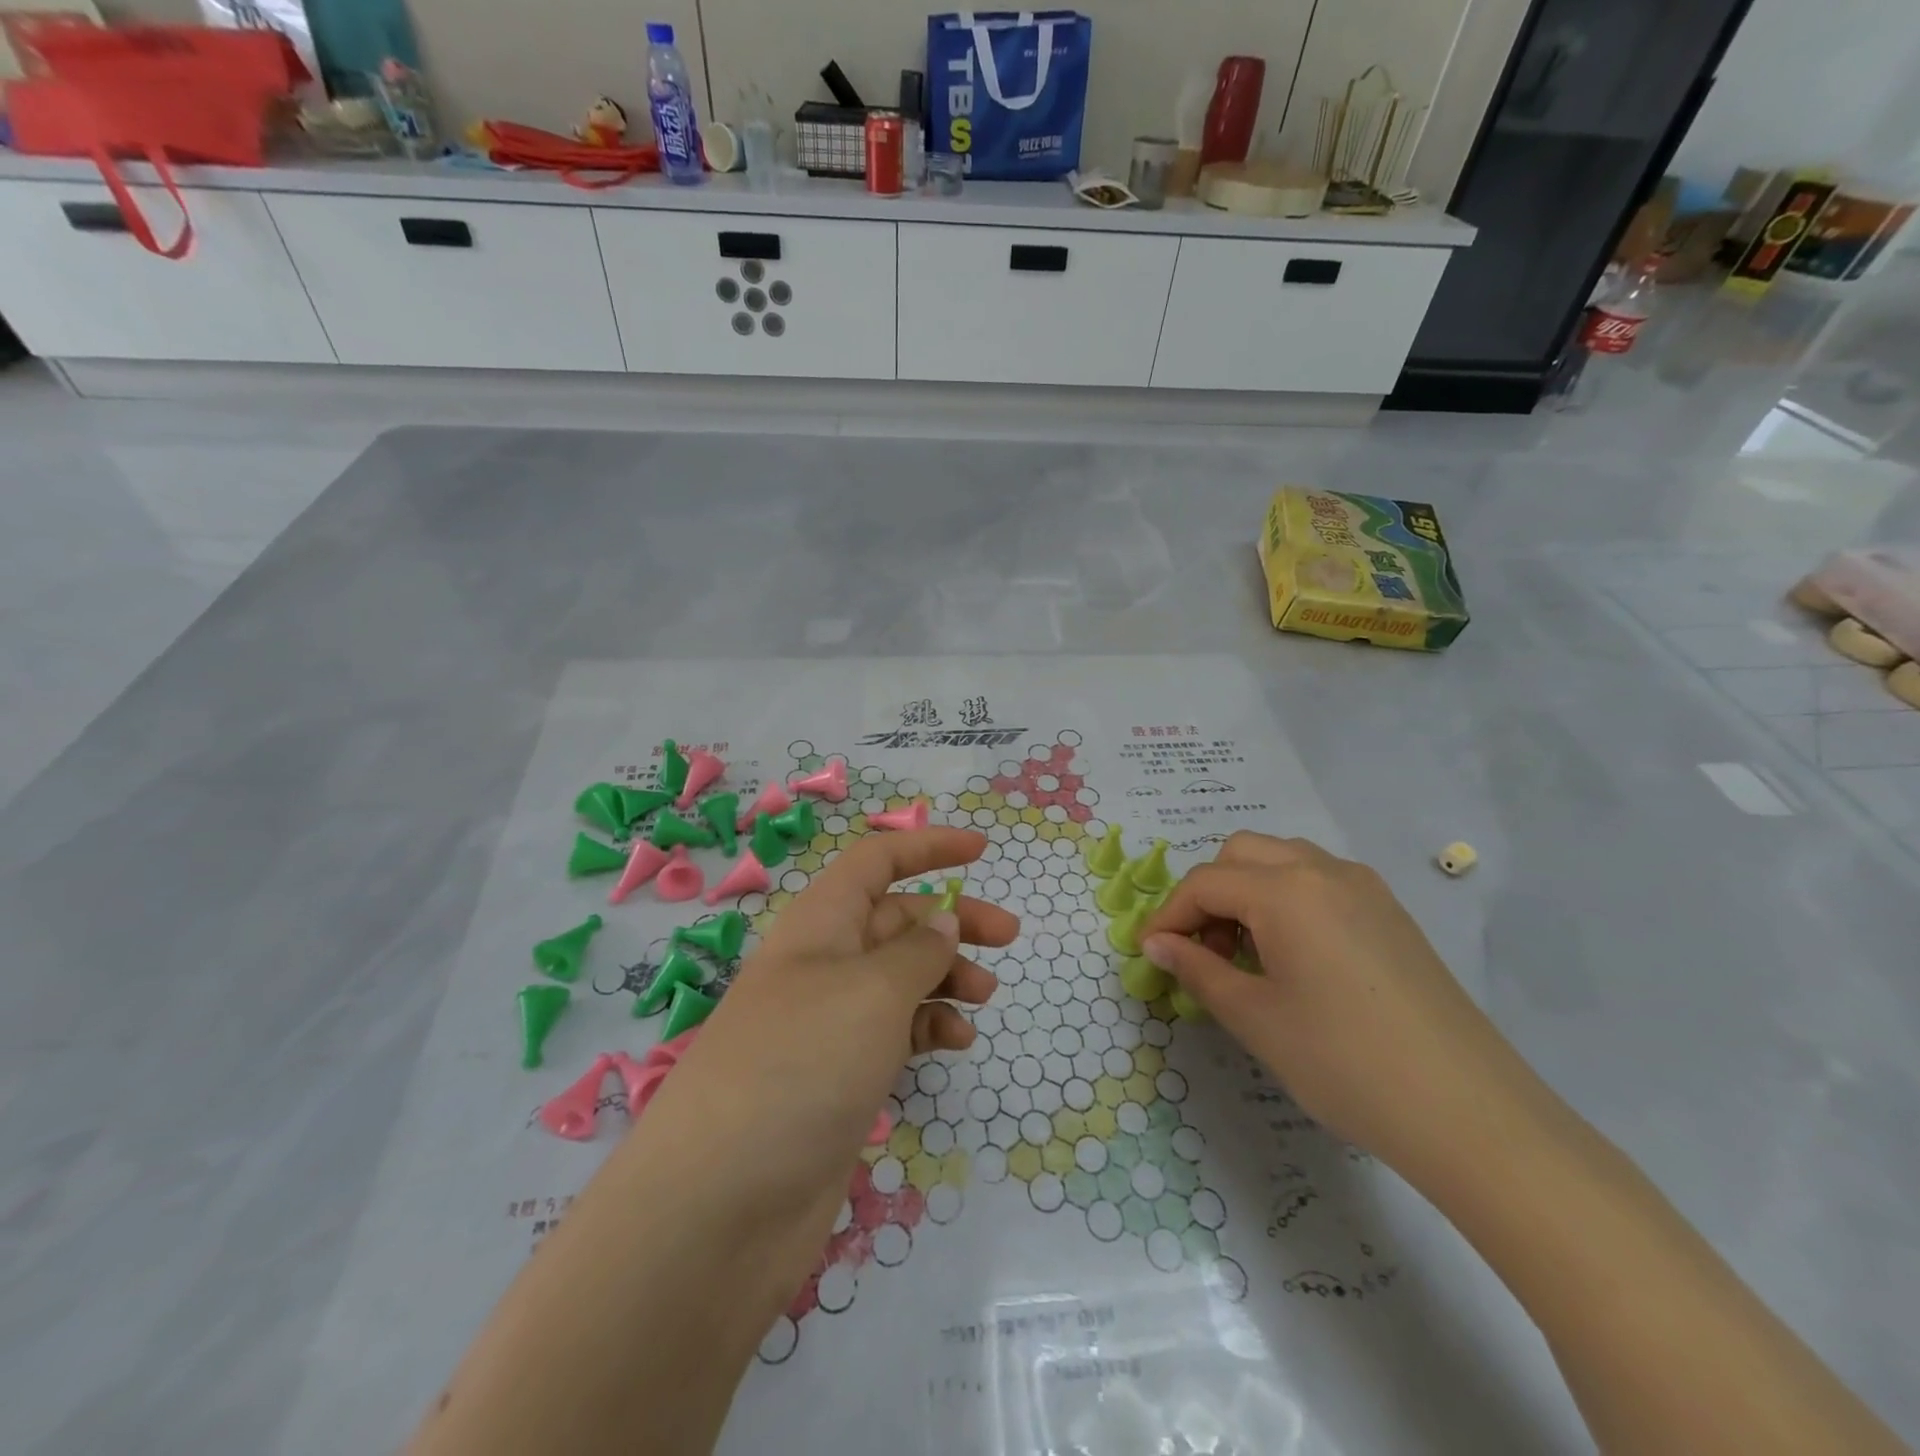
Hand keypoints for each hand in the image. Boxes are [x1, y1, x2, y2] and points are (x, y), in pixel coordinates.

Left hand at [643, 827, 1018, 1270]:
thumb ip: (918, 951)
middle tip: (1008, 938)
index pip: (875, 862)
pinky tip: (956, 1043)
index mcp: (820, 924)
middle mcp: (823, 964)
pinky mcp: (837, 1077)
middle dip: (952, 920)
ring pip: (899, 977)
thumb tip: (943, 920)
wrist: (720, 1206)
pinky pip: (893, 1032)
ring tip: (983, 997)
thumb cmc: (801, 1065)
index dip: (927, 847)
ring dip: (945, 976)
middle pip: (896, 919)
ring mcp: (828, 1023)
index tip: (981, 851)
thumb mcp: (872, 992)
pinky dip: (927, 1027)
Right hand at [1139, 832, 1537, 1179]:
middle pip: (1241, 854)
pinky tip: (1292, 957)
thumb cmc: (1344, 1062)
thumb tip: (1157, 945)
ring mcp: (1364, 887)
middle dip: (1208, 894)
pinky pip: (1319, 882)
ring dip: (1247, 892)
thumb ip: (1197, 970)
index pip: (1205, 883)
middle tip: (1201, 950)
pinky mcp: (1390, 912)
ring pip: (1282, 861)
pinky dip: (1286, 901)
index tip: (1151, 954)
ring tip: (1244, 954)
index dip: (1169, 916)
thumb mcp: (1255, 1018)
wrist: (1469, 1112)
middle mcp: (1323, 870)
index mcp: (1286, 889)